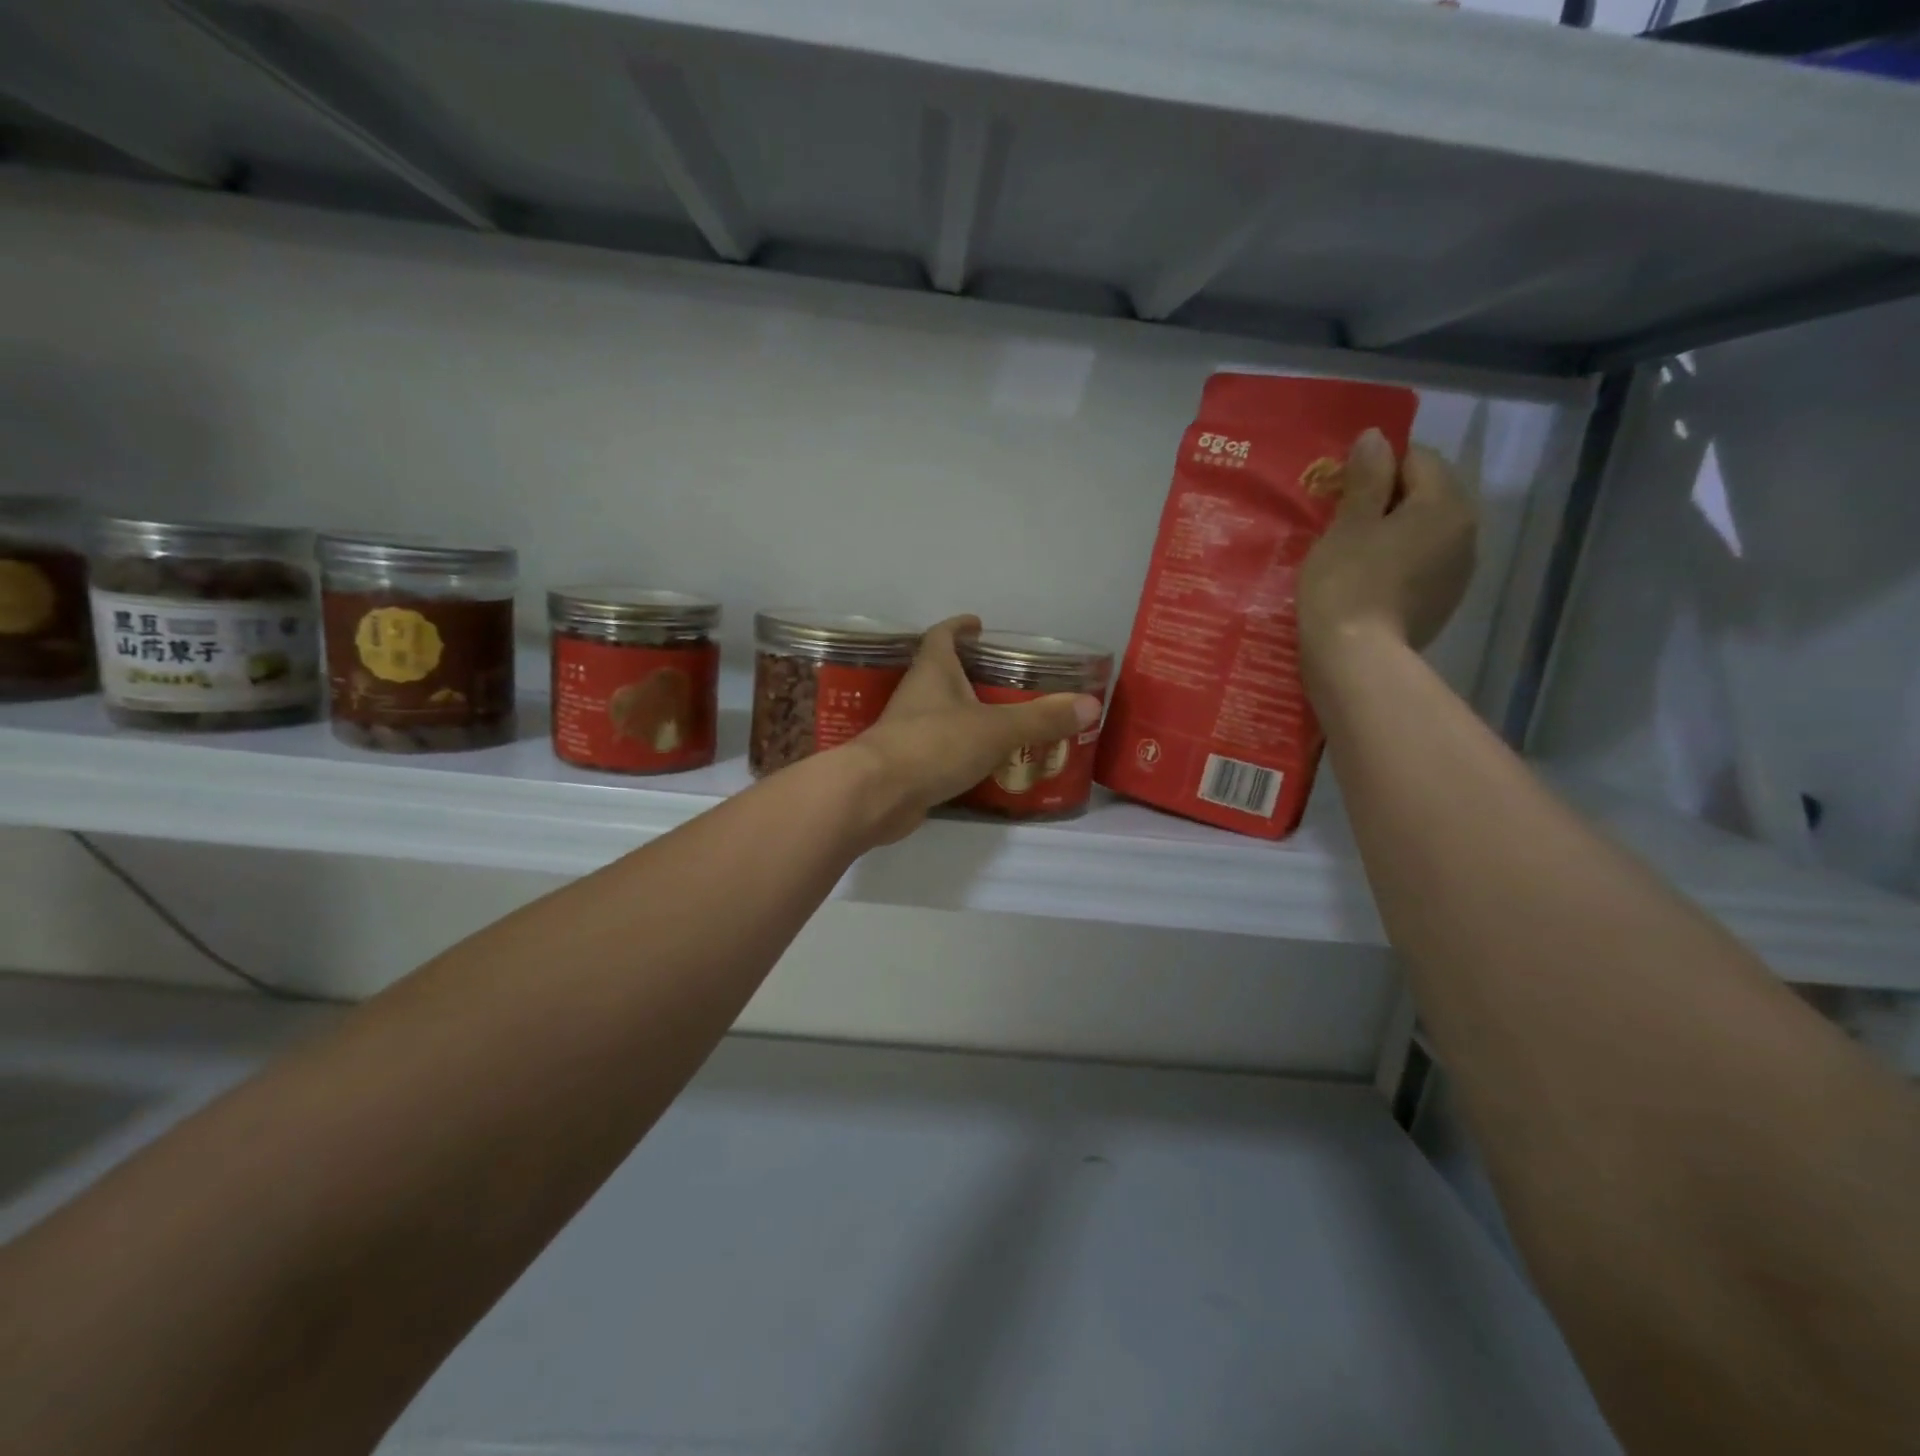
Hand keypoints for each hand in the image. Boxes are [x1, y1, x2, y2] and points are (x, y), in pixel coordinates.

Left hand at [843, 616, 1101, 844]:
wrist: (877, 795)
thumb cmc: (933, 745)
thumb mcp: (995, 729)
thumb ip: (1041, 718)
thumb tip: (1091, 705)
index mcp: (932, 672)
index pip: (942, 636)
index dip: (960, 627)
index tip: (978, 625)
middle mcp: (917, 696)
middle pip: (943, 674)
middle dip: (971, 674)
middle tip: (1008, 681)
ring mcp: (908, 731)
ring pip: (942, 714)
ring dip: (968, 714)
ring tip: (1005, 722)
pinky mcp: (907, 764)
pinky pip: (940, 749)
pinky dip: (961, 750)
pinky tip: (985, 763)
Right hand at [1299, 427, 1476, 665]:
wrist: (1356, 658)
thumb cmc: (1346, 582)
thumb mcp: (1347, 524)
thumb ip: (1365, 478)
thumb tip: (1376, 437)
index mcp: (1445, 504)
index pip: (1417, 459)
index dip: (1377, 464)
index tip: (1340, 486)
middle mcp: (1465, 532)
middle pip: (1425, 495)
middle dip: (1385, 499)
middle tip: (1340, 518)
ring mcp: (1458, 571)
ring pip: (1423, 532)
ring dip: (1391, 532)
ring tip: (1350, 550)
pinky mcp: (1442, 603)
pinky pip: (1420, 565)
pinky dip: (1396, 562)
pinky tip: (1364, 579)